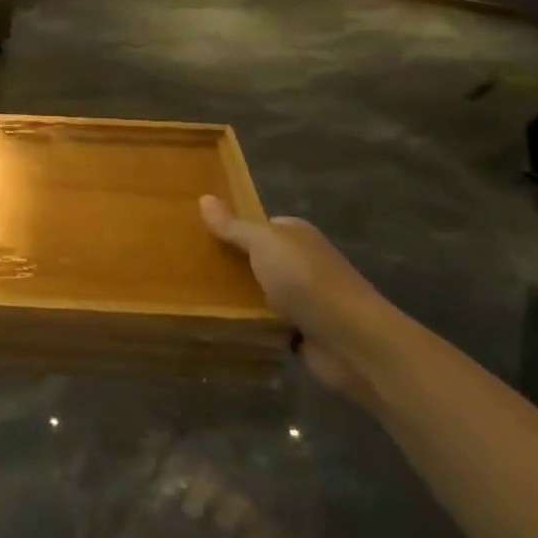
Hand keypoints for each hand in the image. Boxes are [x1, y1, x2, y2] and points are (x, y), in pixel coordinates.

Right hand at [199, 196, 404, 403]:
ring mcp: (303, 298)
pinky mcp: (301, 332)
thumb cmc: (306, 280)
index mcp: (296, 235)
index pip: (258, 226)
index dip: (230, 229)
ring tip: (193, 298)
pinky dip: (249, 325)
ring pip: (258, 293)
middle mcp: (301, 263)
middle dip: (229, 266)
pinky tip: (219, 324)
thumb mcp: (263, 243)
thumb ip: (233, 225)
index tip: (197, 237)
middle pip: (256, 260)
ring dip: (236, 298)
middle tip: (187, 269)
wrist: (351, 340)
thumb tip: (204, 197)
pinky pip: (264, 323)